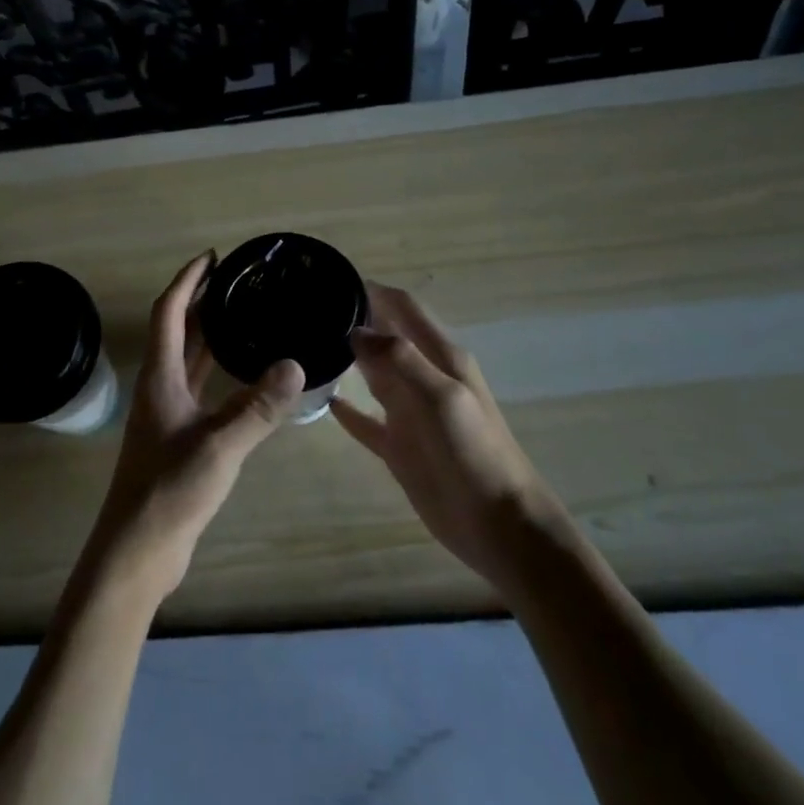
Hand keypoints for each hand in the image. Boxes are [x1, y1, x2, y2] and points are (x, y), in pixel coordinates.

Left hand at [80, 251, 304, 606]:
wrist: (138, 549)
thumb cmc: (169, 491)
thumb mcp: (220, 446)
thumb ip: (257, 408)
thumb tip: (295, 365)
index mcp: (160, 378)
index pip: (169, 313)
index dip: (188, 281)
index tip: (212, 257)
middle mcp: (160, 388)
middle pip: (177, 331)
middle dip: (201, 301)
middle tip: (237, 281)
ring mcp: (167, 414)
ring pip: (188, 360)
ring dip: (208, 334)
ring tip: (243, 315)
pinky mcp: (179, 437)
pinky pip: (200, 388)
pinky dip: (218, 371)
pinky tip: (243, 374)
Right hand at [332, 283, 557, 593]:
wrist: (499, 523)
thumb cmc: (475, 453)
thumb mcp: (442, 397)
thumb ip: (400, 359)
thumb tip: (356, 331)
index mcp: (440, 357)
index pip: (403, 308)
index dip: (373, 291)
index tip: (331, 280)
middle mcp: (422, 377)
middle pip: (384, 337)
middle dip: (352, 321)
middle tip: (306, 313)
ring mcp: (409, 413)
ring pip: (372, 374)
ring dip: (346, 359)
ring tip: (305, 348)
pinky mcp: (399, 446)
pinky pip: (366, 420)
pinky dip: (345, 409)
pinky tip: (320, 401)